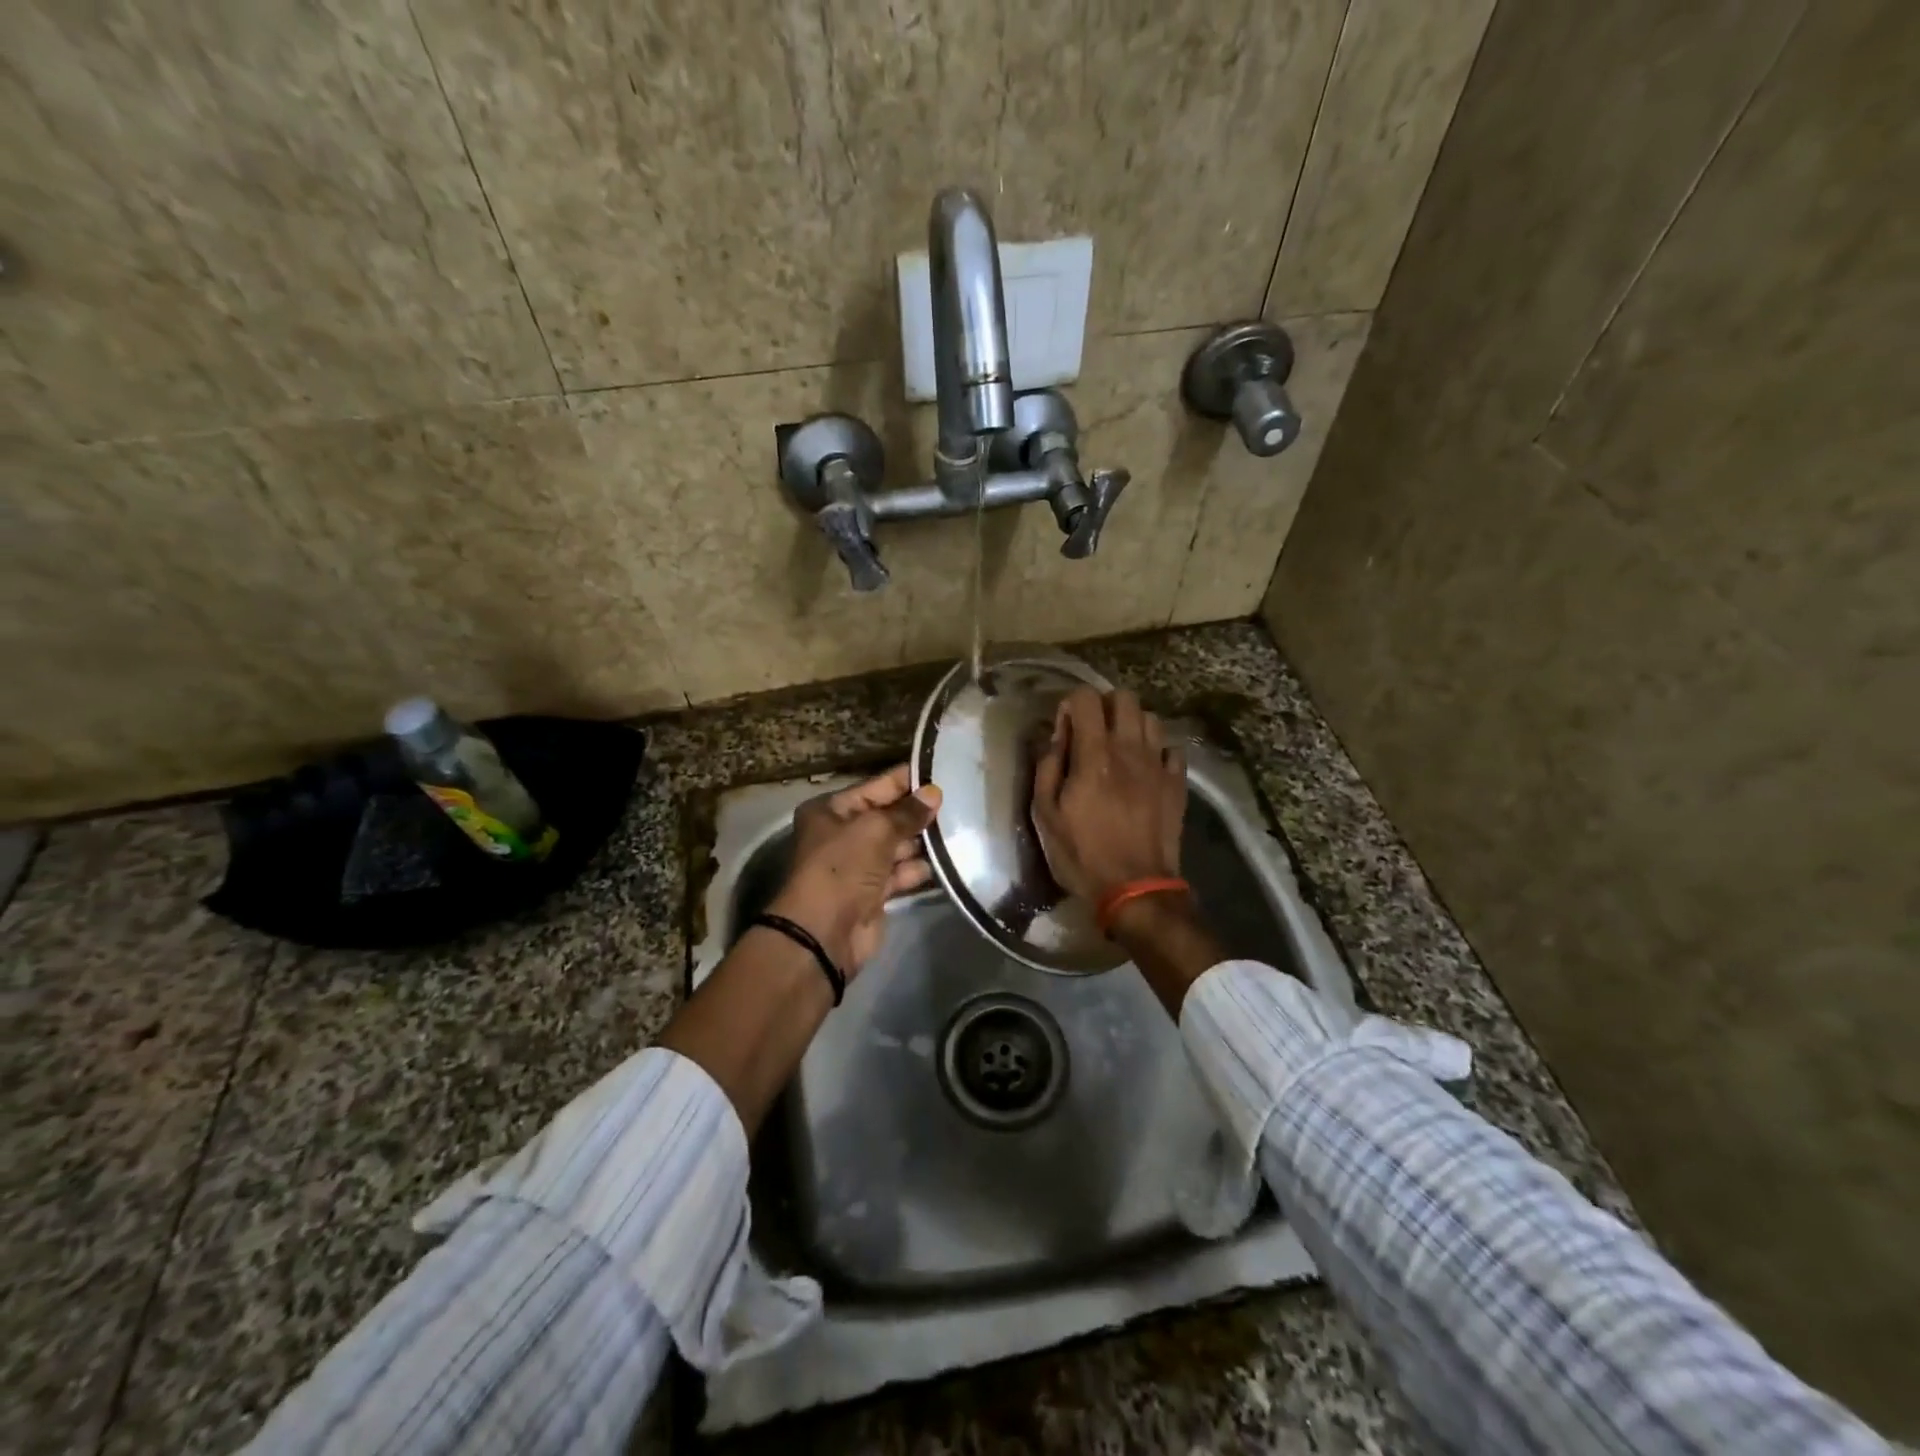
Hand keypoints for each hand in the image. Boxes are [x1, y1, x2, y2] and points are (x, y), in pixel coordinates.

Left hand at [770, 764, 941, 974]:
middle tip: (958, 801)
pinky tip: (947, 860)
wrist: (825, 933)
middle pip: (887, 817)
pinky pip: (900, 873)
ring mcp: (858, 865)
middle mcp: (842, 834)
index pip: (875, 787)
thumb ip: (907, 812)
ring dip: (922, 841)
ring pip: (896, 846)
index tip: (940, 773)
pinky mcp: (873, 893)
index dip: (906, 781)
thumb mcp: (875, 830)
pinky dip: (918, 868)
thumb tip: (934, 793)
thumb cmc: (843, 867)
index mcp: (831, 810)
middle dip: (918, 812)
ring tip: (959, 828)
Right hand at [1032, 687, 1186, 905]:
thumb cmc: (1082, 854)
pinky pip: (1172, 749)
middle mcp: (1130, 749)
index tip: (1064, 728)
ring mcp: (1158, 765)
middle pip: (1125, 698)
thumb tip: (1055, 737)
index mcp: (1094, 754)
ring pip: (1151, 718)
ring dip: (1132, 725)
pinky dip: (1157, 750)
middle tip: (1092, 732)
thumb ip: (1047, 767)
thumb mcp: (1046, 814)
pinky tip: (1145, 768)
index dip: (1072, 704)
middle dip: (1105, 706)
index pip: (1087, 698)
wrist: (1135, 889)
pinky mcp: (1177, 784)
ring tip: (1119, 748)